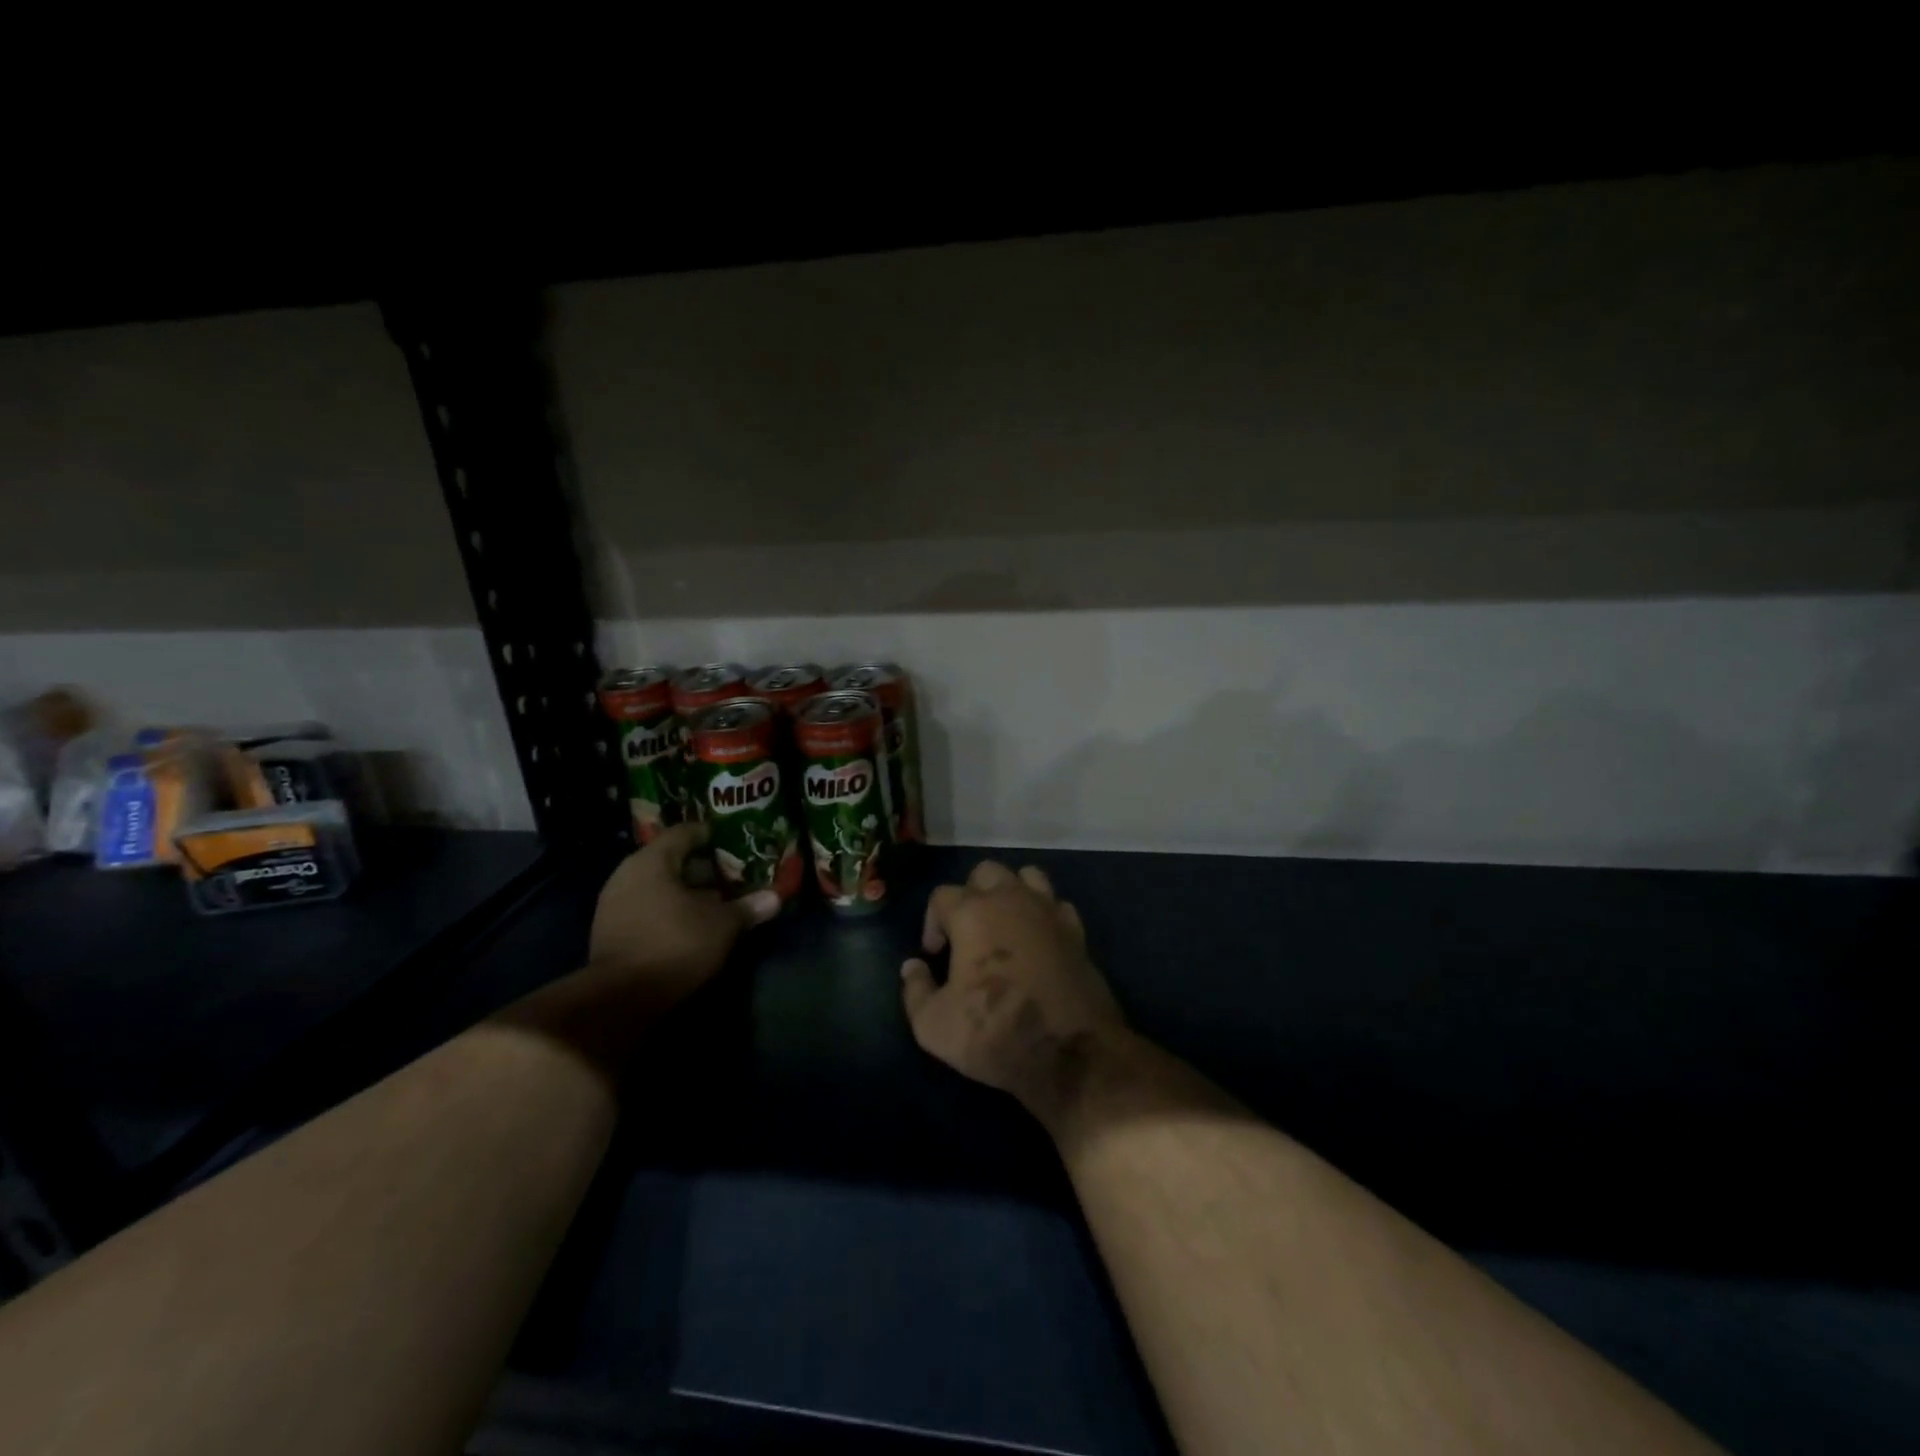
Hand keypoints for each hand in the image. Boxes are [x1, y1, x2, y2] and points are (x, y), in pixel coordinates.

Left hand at [588, 822, 780, 1010]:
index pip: (685, 832)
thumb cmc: (674, 944)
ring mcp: (614, 903)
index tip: (734, 842)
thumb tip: (775, 898)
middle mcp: (627, 874)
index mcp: (652, 860)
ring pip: (658, 886)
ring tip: (718, 902)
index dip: (712, 835)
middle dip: (703, 868)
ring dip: (687, 892)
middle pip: (671, 859)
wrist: (619, 999)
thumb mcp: (722, 925)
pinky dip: (669, 910)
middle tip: (733, 875)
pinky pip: (647, 907)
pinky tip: (693, 925)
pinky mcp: (610, 931)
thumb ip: (748, 907)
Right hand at [901, 860, 1126, 1127]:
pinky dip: (1044, 914)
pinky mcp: (1077, 931)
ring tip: (1004, 926)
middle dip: (971, 895)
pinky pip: (1056, 904)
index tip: (934, 955)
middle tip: (967, 933)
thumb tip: (913, 966)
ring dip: (1011, 893)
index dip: (931, 922)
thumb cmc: (995, 1032)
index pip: (942, 895)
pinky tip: (1039, 940)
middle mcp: (1011, 899)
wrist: (1070, 1053)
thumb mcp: (934, 1026)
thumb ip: (915, 990)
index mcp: (972, 913)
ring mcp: (1049, 911)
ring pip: (1027, 876)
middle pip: (986, 873)